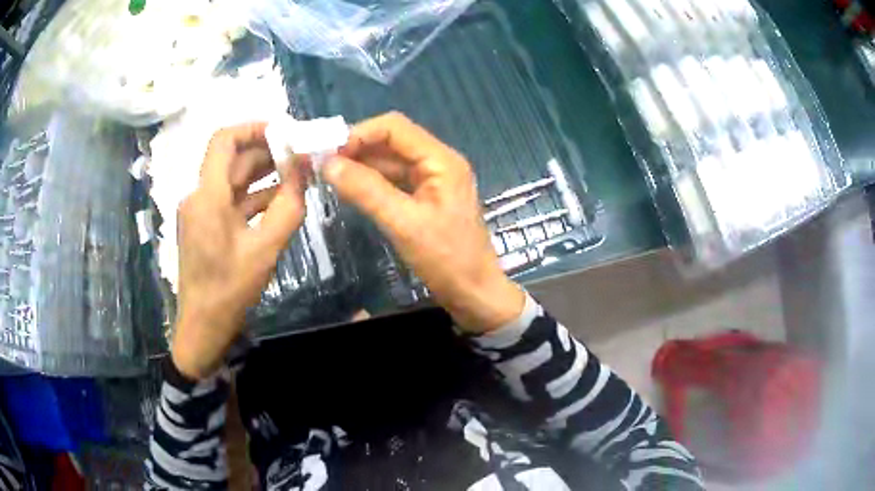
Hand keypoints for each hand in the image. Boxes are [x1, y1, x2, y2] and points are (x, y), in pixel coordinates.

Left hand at [172, 122, 306, 379]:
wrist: (202, 327)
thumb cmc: (229, 290)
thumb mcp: (266, 249)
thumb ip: (289, 206)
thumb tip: (305, 169)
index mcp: (207, 195)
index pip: (224, 139)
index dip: (254, 128)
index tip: (286, 132)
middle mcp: (199, 195)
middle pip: (232, 158)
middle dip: (268, 151)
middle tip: (302, 154)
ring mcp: (200, 211)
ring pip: (233, 179)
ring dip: (264, 174)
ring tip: (298, 174)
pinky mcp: (205, 225)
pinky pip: (231, 200)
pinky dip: (255, 195)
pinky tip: (281, 199)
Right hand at [323, 112, 524, 332]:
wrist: (474, 293)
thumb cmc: (447, 260)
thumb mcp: (404, 224)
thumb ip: (366, 191)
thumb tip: (328, 164)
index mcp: (440, 160)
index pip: (395, 127)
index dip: (359, 133)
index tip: (329, 153)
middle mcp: (437, 162)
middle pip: (391, 141)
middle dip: (357, 148)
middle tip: (322, 165)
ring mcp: (431, 180)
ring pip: (390, 162)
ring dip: (361, 165)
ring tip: (329, 176)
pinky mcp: (425, 198)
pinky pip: (393, 181)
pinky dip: (371, 182)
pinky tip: (349, 189)